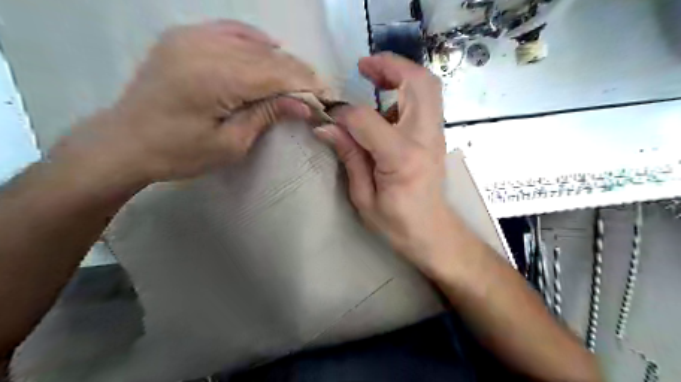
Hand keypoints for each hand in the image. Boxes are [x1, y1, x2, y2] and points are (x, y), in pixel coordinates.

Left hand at [50, 20, 326, 185]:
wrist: (126, 142)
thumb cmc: (180, 153)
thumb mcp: (231, 143)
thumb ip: (267, 115)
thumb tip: (305, 105)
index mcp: (215, 78)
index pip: (275, 74)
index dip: (305, 84)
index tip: (326, 96)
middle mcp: (204, 48)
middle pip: (267, 57)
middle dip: (297, 73)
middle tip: (319, 89)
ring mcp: (191, 37)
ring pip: (252, 43)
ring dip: (280, 60)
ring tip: (300, 77)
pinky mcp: (184, 37)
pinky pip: (229, 30)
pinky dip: (254, 39)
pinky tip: (270, 47)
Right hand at [315, 53, 449, 268]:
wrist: (433, 232)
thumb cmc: (397, 223)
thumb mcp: (364, 198)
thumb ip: (349, 158)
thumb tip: (326, 127)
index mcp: (401, 158)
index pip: (367, 119)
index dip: (344, 113)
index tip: (330, 116)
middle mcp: (424, 139)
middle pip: (417, 84)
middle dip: (389, 66)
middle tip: (363, 66)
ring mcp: (436, 135)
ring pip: (428, 86)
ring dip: (401, 73)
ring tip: (374, 77)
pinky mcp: (436, 136)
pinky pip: (427, 100)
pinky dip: (407, 90)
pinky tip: (387, 104)